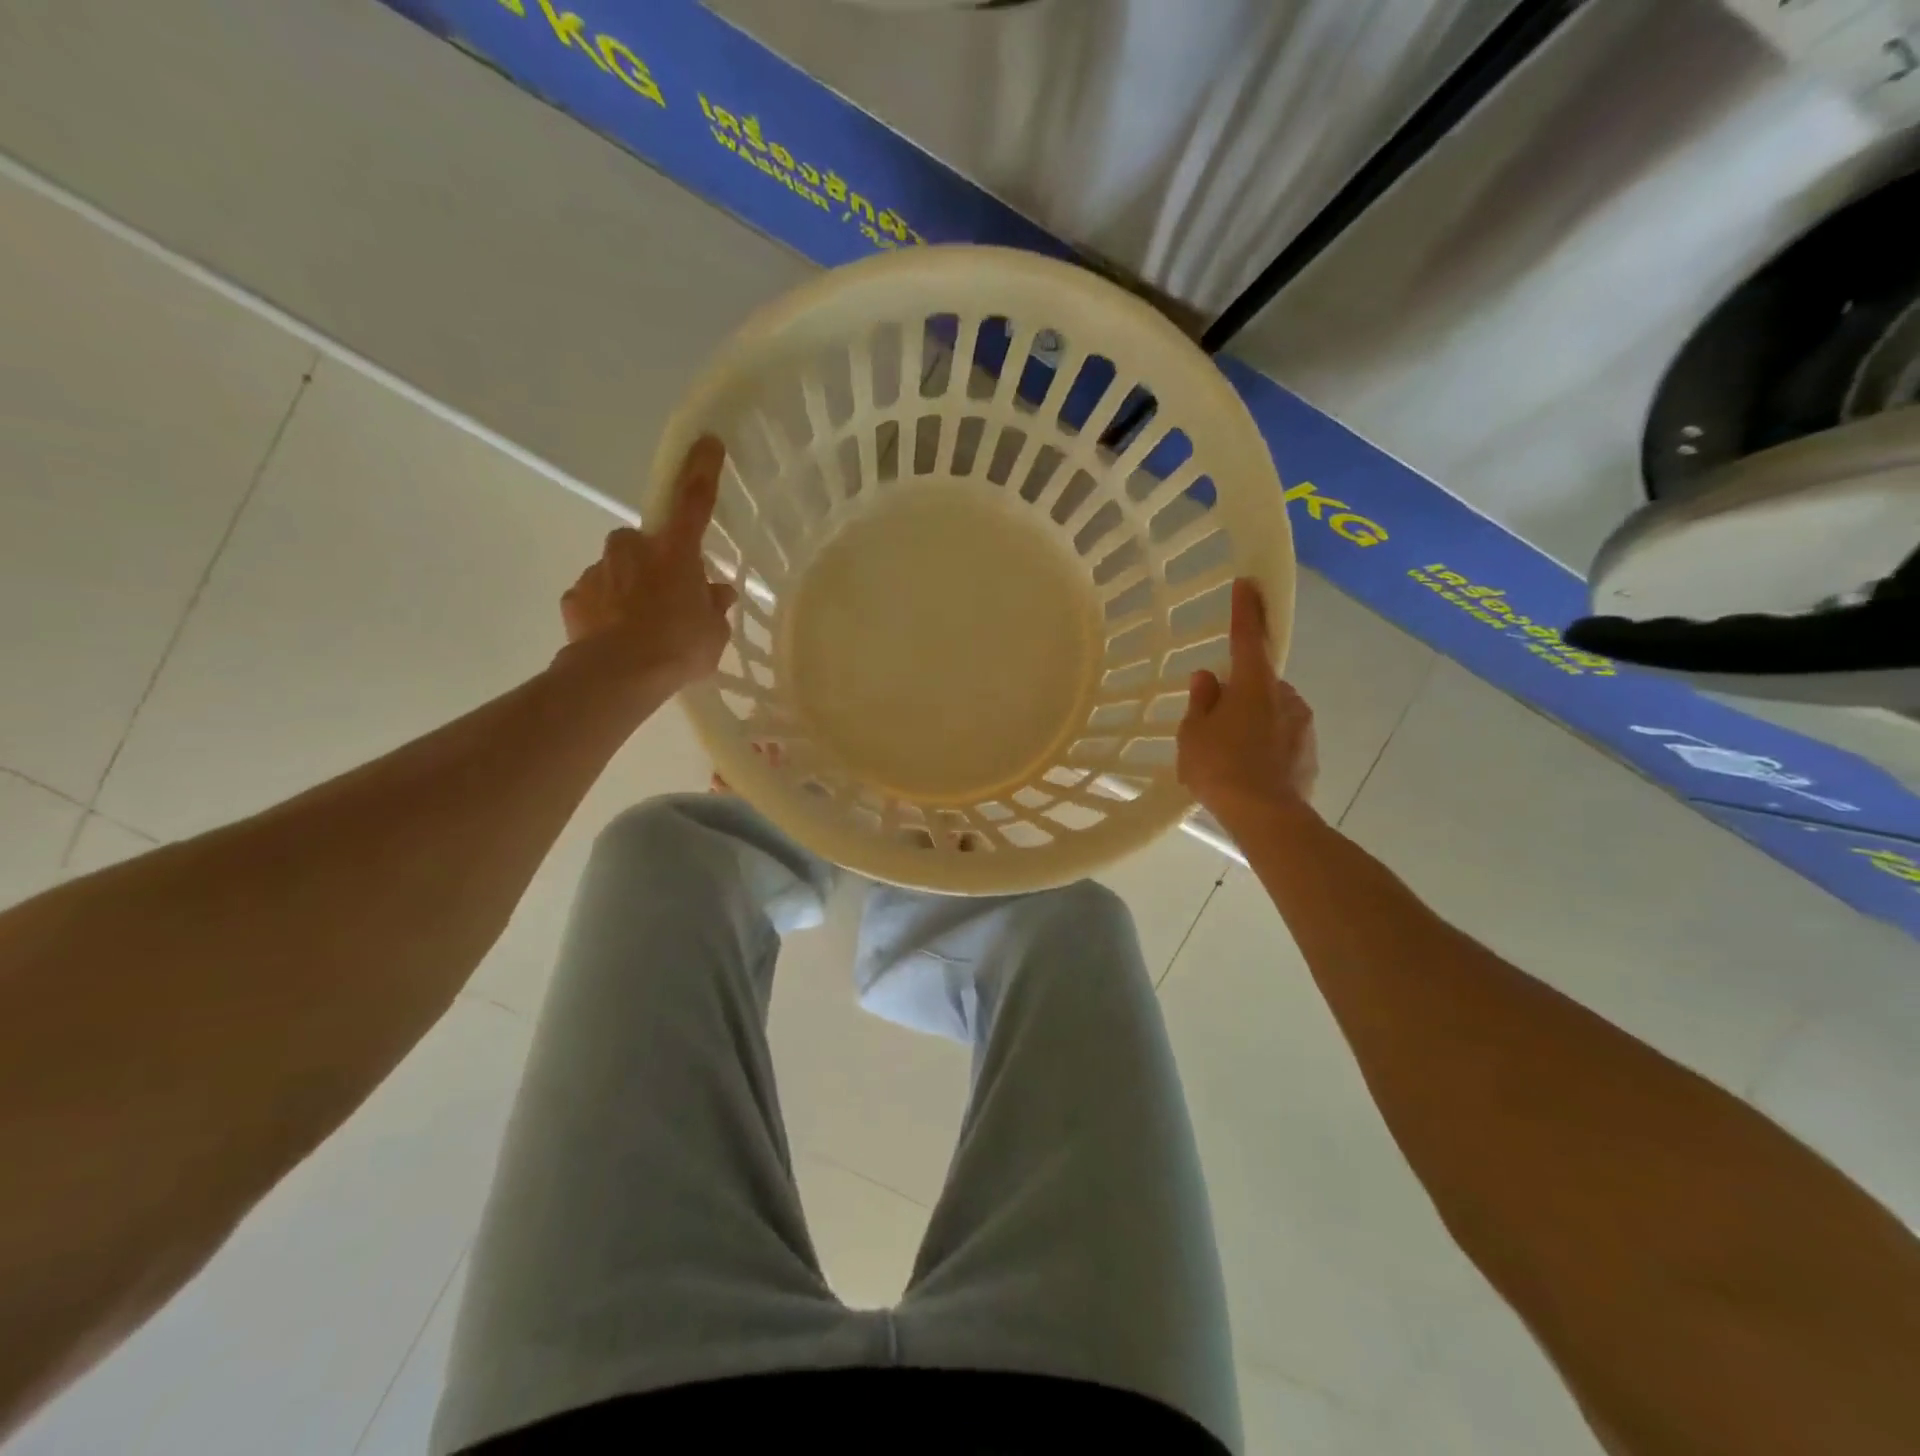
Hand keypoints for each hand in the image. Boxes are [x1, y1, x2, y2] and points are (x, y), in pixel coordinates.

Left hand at [559, 436, 738, 693]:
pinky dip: (605, 610)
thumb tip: (717, 593)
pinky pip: (595, 596)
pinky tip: (616, 638)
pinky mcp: (575, 596)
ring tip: (641, 627)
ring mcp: (599, 571)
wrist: (619, 675)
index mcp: (675, 552)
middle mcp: (633, 549)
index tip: (706, 441)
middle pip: (643, 542)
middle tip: (668, 596)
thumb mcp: (714, 632)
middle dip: (653, 561)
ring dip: (629, 587)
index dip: (702, 470)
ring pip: (617, 569)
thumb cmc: (678, 646)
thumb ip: (714, 606)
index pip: (694, 500)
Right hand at [1177, 579, 1318, 826]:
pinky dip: (1267, 746)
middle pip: (1260, 683)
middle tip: (1216, 721)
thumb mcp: (1193, 734)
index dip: (1246, 609)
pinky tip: (1250, 772)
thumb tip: (1208, 679)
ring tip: (1231, 755)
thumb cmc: (1221, 769)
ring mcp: (1303, 725)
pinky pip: (1283, 739)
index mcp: (1254, 685)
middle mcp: (1285, 697)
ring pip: (1273, 712)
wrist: (1267, 818)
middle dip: (1242, 693)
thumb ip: (1201, 702)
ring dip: (1254, 722)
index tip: (1248, 583)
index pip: (1248, 637)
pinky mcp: (1311, 754)